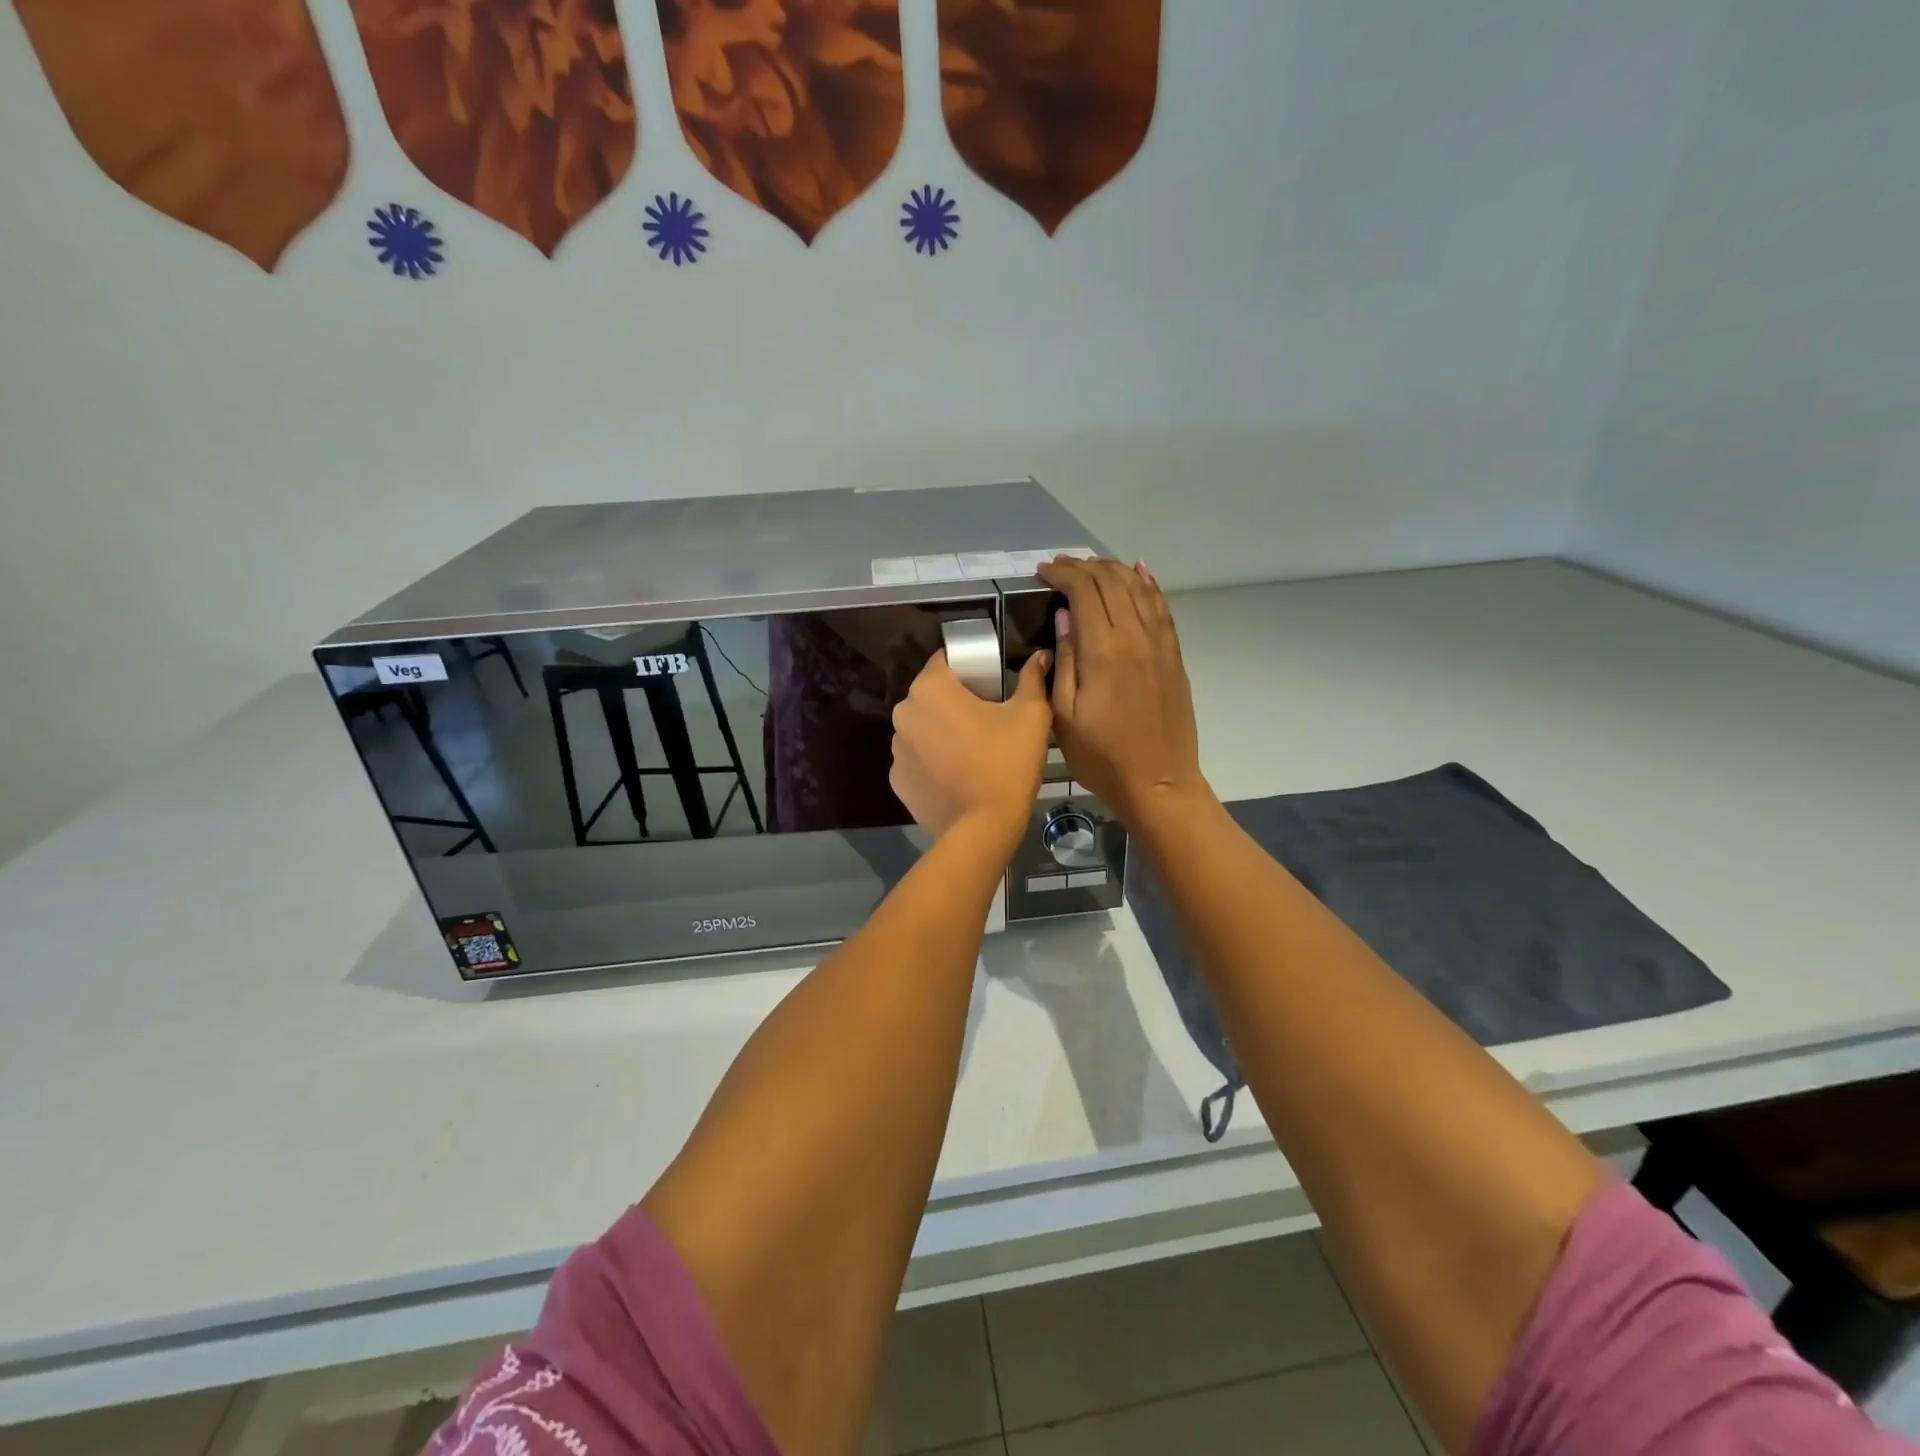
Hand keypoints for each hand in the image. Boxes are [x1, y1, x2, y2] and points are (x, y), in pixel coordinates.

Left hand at [890, 649, 1051, 846]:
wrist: (982, 828)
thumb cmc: (1007, 763)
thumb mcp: (1031, 716)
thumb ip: (1032, 679)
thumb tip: (1040, 656)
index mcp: (930, 688)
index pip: (945, 660)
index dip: (968, 668)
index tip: (989, 684)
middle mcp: (904, 713)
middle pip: (931, 695)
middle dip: (954, 701)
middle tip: (986, 719)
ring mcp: (896, 749)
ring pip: (922, 727)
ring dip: (940, 732)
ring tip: (972, 752)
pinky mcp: (897, 780)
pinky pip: (917, 760)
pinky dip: (932, 762)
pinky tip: (956, 776)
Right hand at [1036, 557, 1208, 828]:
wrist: (1159, 782)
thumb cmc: (1102, 757)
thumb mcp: (1065, 716)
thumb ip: (1064, 660)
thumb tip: (1064, 616)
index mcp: (1104, 651)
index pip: (1084, 591)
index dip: (1062, 573)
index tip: (1043, 571)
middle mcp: (1136, 637)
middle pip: (1112, 582)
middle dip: (1084, 566)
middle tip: (1061, 565)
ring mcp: (1160, 644)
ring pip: (1139, 588)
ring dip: (1114, 569)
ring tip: (1091, 565)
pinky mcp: (1174, 655)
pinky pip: (1162, 608)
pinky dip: (1148, 584)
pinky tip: (1139, 572)